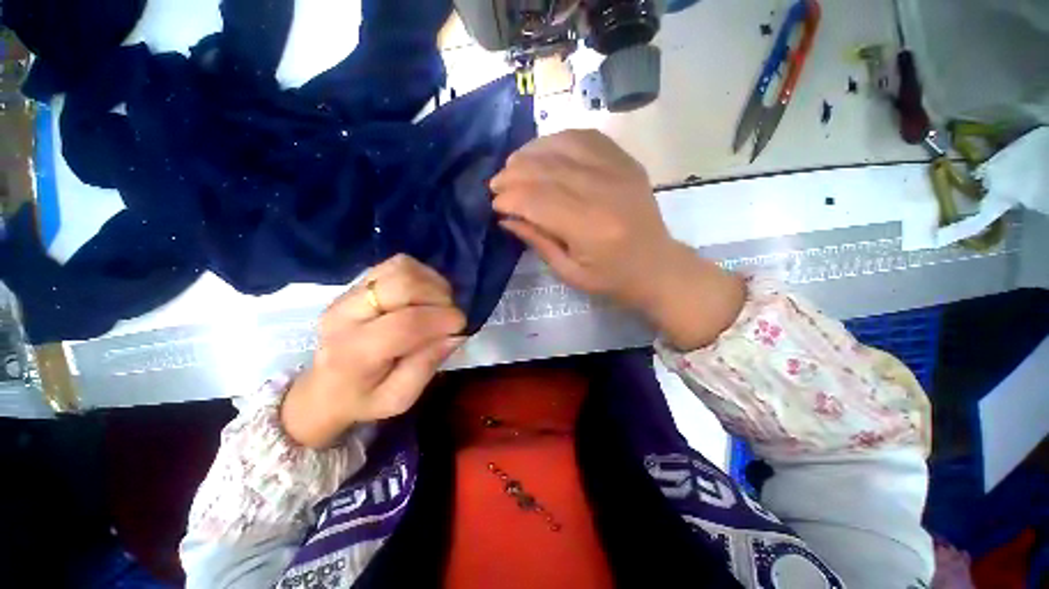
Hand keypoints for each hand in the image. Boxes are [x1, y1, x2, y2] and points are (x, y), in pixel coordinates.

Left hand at [281, 255, 465, 448]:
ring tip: (439, 304)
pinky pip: (398, 264)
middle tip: (449, 315)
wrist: (323, 387)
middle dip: (439, 297)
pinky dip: (422, 274)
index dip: (441, 320)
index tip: (461, 327)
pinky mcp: (358, 282)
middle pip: (403, 285)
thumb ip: (426, 366)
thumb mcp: (399, 398)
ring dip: (433, 284)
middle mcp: (346, 314)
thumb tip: (454, 334)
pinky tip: (426, 293)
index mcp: (354, 353)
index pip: (405, 324)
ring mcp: (350, 293)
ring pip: (402, 269)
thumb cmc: (364, 398)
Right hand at [491, 130, 744, 349]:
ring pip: (563, 147)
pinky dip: (559, 140)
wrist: (657, 266)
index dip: (510, 199)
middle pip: (547, 170)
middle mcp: (604, 192)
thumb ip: (537, 241)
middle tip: (497, 183)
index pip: (538, 200)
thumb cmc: (611, 279)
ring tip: (514, 165)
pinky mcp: (626, 162)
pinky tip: (544, 151)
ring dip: (531, 153)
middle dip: (514, 174)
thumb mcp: (569, 272)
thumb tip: (506, 218)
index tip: (495, 204)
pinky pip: (586, 138)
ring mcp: (618, 171)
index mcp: (589, 228)